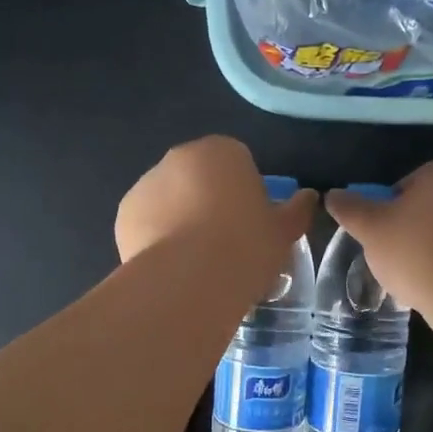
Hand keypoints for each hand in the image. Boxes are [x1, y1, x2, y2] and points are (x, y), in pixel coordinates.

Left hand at [116, 136, 316, 266]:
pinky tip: (172, 267)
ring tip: (196, 261)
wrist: (189, 280)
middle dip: (209, 202)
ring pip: (170, 199)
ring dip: (180, 219)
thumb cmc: (246, 247)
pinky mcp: (124, 214)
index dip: (246, 194)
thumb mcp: (283, 232)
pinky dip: (157, 238)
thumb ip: (297, 210)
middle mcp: (179, 157)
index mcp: (222, 151)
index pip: (238, 163)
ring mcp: (146, 184)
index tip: (252, 225)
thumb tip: (308, 197)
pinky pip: (147, 223)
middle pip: (200, 178)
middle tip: (225, 244)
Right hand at [325, 159, 432, 308]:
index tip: (383, 243)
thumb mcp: (371, 229)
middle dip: (414, 232)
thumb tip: (332, 194)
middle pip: (430, 208)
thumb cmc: (419, 252)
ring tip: (423, 279)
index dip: (387, 216)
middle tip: (399, 263)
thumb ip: (350, 209)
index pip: (403, 188)